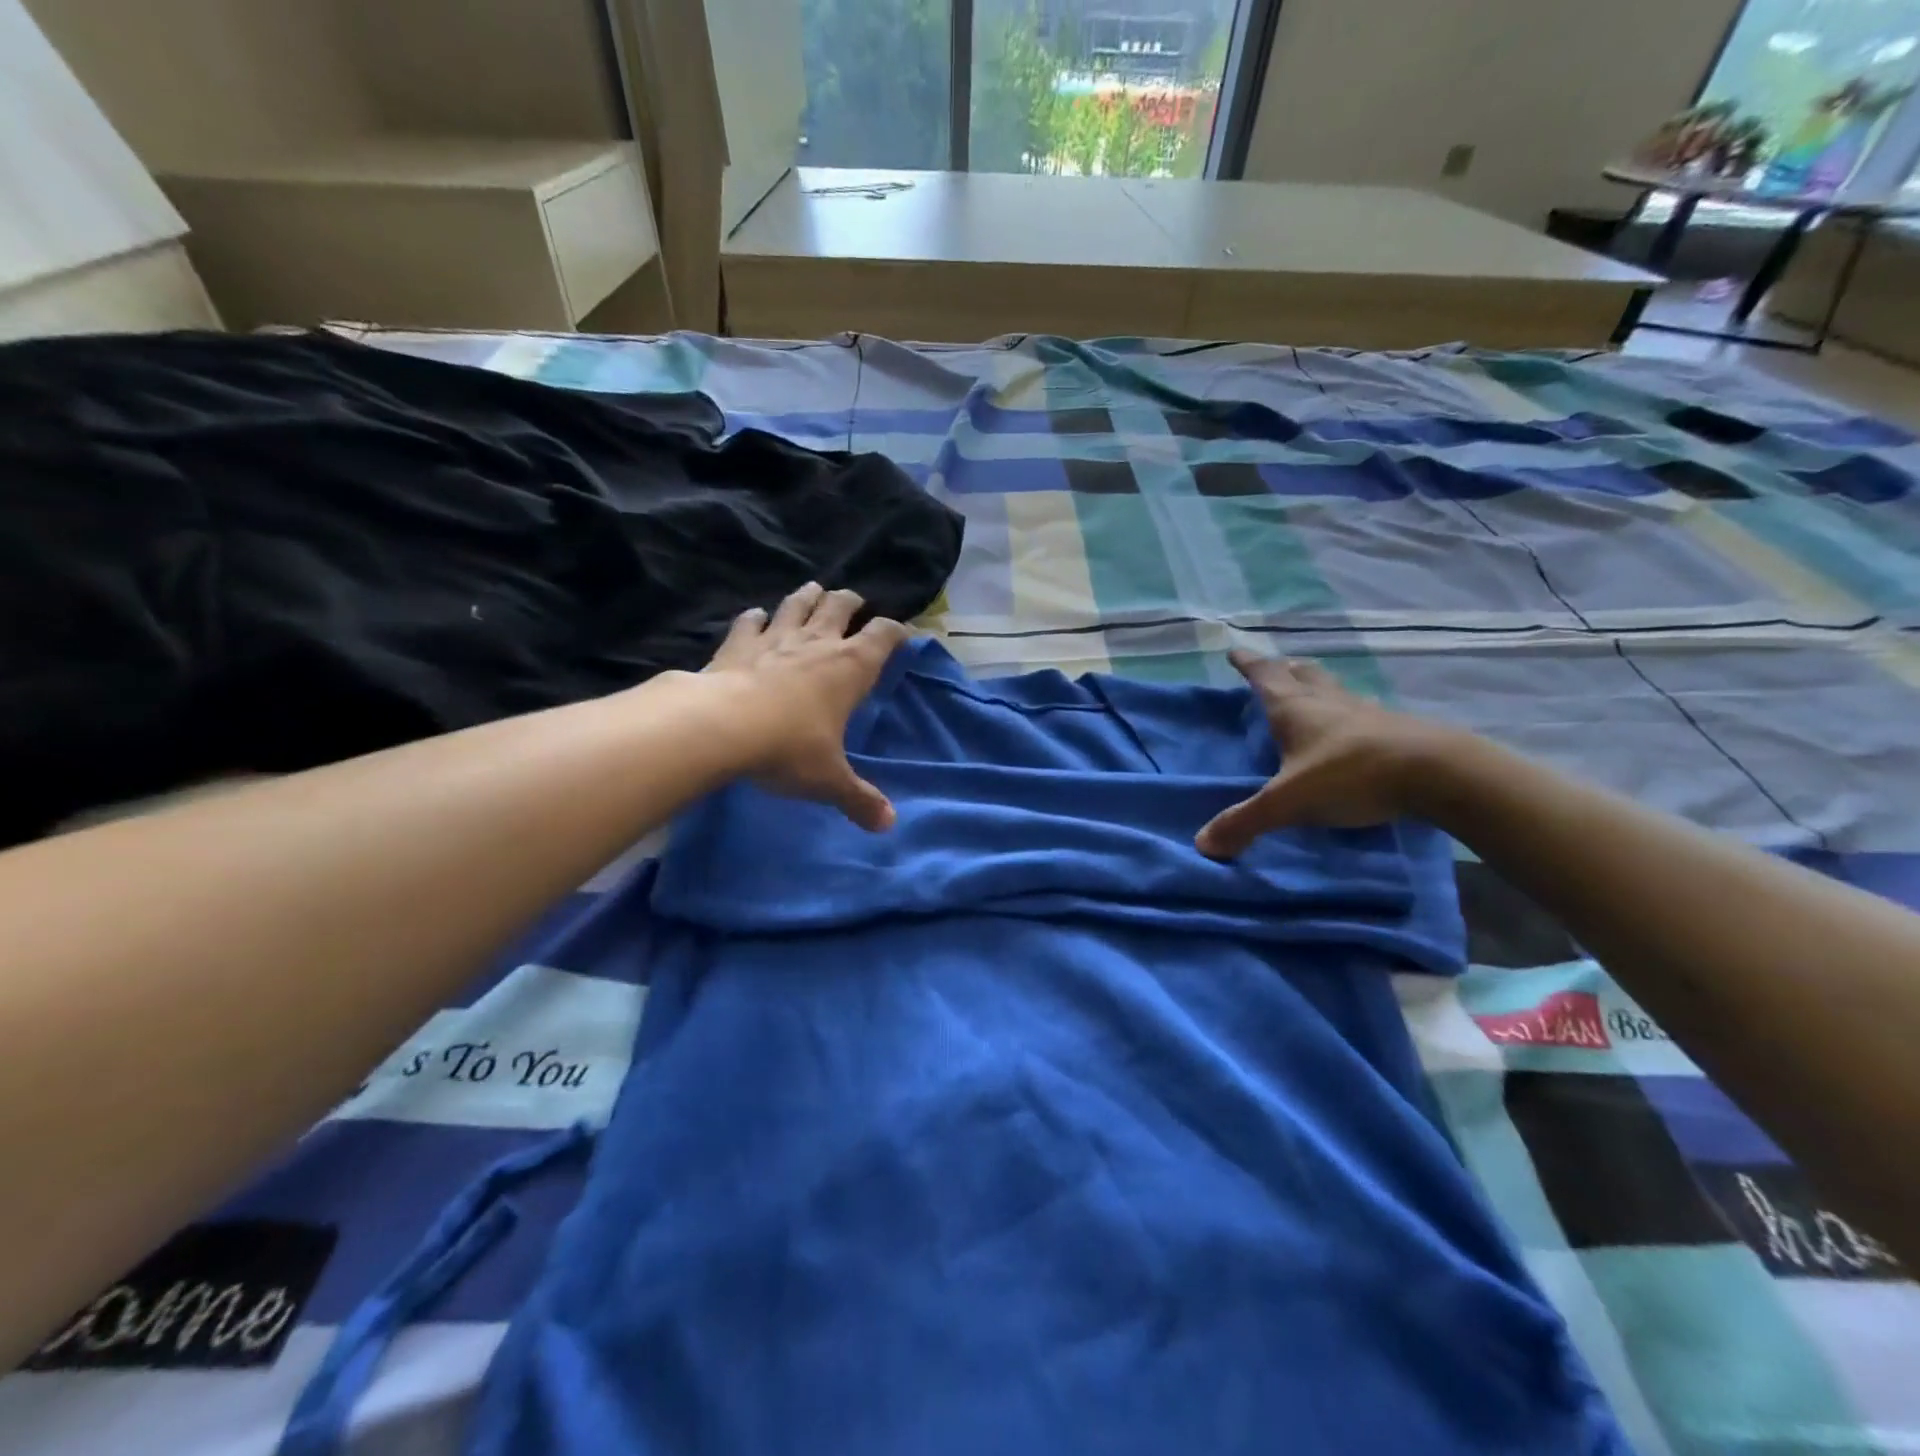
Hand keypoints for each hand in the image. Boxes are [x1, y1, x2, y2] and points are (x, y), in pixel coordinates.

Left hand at [703, 583, 909, 830]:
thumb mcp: (829, 780)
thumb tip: (888, 825)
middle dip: (851, 602)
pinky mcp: (737, 644)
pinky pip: (749, 622)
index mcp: (850, 668)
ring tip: (814, 592)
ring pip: (797, 604)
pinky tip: (756, 617)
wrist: (720, 727)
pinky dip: (755, 618)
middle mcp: (818, 643)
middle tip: (854, 603)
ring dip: (808, 596)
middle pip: (840, 606)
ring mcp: (775, 638)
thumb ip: (859, 799)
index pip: (883, 635)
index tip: (902, 633)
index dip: (896, 630)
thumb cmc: (788, 748)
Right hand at [1195, 650, 1453, 858]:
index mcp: (1295, 710)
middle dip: (1283, 670)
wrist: (1437, 773)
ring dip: (1317, 685)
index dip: (1247, 664)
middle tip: (1274, 667)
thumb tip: (1203, 844)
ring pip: (1333, 689)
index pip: (1265, 677)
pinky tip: (1353, 724)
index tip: (1234, 650)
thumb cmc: (1351, 775)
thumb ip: (1245, 821)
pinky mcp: (1394, 728)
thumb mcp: (1288, 802)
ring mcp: (1365, 713)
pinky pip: (1361, 711)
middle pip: (1302, 675)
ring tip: (1309, 688)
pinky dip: (1348, 711)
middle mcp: (1328, 702)